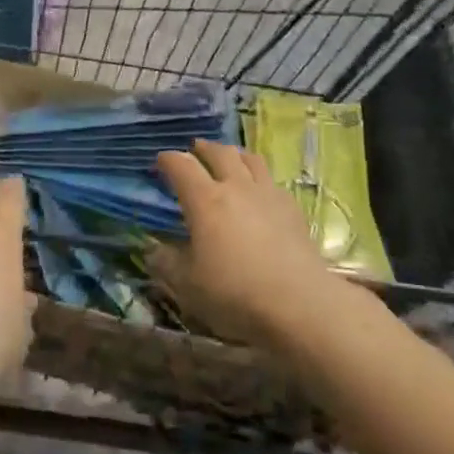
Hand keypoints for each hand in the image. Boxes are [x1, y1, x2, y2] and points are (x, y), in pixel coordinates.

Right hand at [152, 140, 353, 346]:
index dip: (167, 160)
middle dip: (203, 148)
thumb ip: (166, 263)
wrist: (301, 305)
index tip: (160, 162)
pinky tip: (259, 193)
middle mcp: (236, 187)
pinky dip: (259, 178)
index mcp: (205, 200)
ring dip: (234, 154)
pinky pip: (271, 181)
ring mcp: (268, 195)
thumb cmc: (236, 293)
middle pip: (219, 152)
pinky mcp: (292, 209)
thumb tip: (152, 250)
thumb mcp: (187, 285)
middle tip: (194, 150)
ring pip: (250, 159)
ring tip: (228, 159)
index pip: (181, 165)